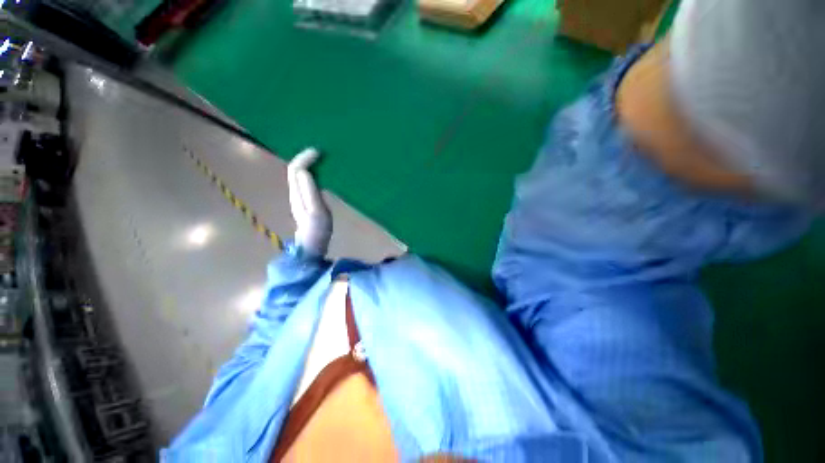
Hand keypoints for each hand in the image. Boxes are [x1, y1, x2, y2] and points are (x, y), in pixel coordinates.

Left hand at [288, 148, 331, 256]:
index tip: (319, 152)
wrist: (313, 245)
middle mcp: (295, 192)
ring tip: (322, 159)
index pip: (296, 169)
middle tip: (322, 153)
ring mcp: (299, 196)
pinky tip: (322, 173)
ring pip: (299, 174)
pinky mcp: (305, 200)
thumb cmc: (318, 230)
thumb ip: (310, 192)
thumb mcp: (317, 212)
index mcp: (297, 193)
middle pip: (295, 170)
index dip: (305, 158)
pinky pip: (306, 181)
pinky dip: (312, 173)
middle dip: (306, 158)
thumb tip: (305, 171)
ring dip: (309, 164)